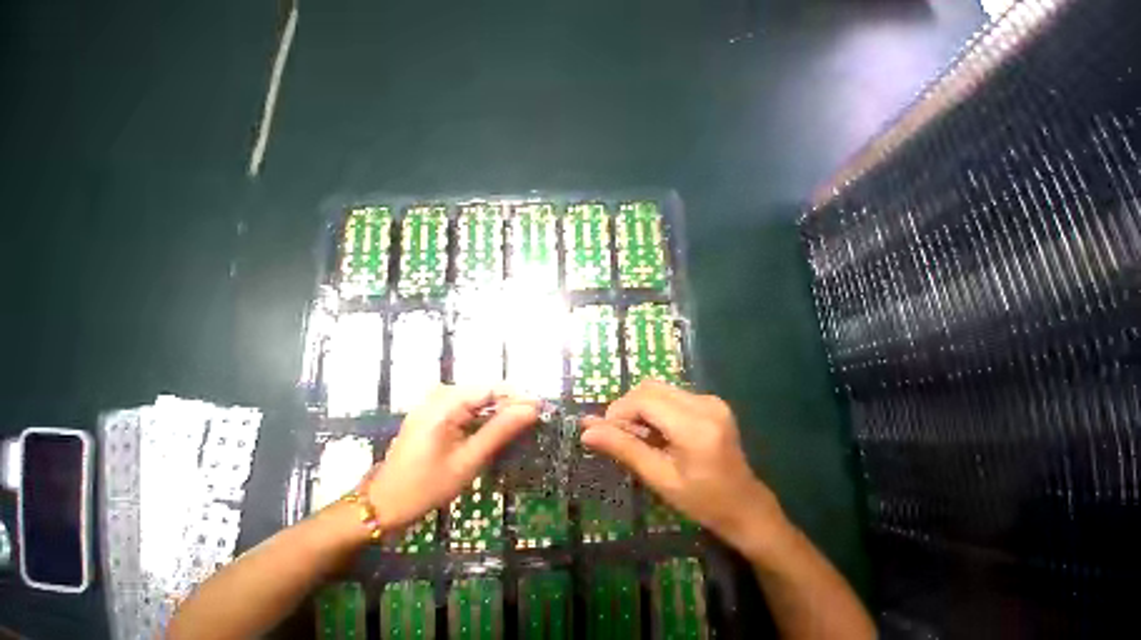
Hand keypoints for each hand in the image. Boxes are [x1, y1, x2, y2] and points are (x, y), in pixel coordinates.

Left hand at [362, 385, 537, 530]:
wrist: (389, 500)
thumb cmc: (428, 485)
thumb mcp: (468, 460)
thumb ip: (499, 432)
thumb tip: (531, 409)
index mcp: (443, 404)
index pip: (489, 388)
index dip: (517, 397)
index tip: (542, 412)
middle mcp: (435, 398)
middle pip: (480, 392)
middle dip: (507, 405)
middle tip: (534, 425)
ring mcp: (428, 407)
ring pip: (471, 401)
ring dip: (493, 413)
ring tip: (518, 430)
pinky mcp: (427, 419)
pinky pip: (459, 411)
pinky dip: (477, 420)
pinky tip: (490, 435)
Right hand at [580, 381, 784, 551]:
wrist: (742, 504)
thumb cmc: (702, 501)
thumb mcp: (660, 479)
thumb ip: (625, 449)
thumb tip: (586, 431)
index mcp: (695, 426)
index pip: (644, 400)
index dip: (618, 412)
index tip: (604, 436)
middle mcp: (706, 404)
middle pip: (651, 388)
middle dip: (628, 409)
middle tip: (620, 440)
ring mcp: (712, 402)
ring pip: (661, 391)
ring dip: (642, 410)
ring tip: (639, 443)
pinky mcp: (714, 405)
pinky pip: (675, 397)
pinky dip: (658, 412)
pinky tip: (658, 438)